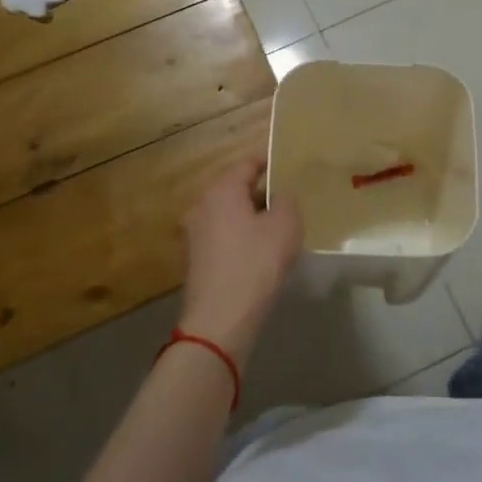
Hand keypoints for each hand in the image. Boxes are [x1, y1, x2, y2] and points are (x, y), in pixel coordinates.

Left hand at [179, 157, 302, 361]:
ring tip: (275, 229)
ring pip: (227, 216)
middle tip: (285, 201)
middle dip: (259, 193)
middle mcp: (202, 206)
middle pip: (234, 190)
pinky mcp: (195, 260)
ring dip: (249, 218)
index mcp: (222, 191)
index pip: (246, 165)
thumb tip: (279, 195)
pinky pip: (222, 238)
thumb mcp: (286, 225)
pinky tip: (258, 254)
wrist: (221, 318)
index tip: (284, 165)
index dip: (267, 163)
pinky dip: (239, 239)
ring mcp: (194, 235)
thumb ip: (286, 200)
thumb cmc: (257, 263)